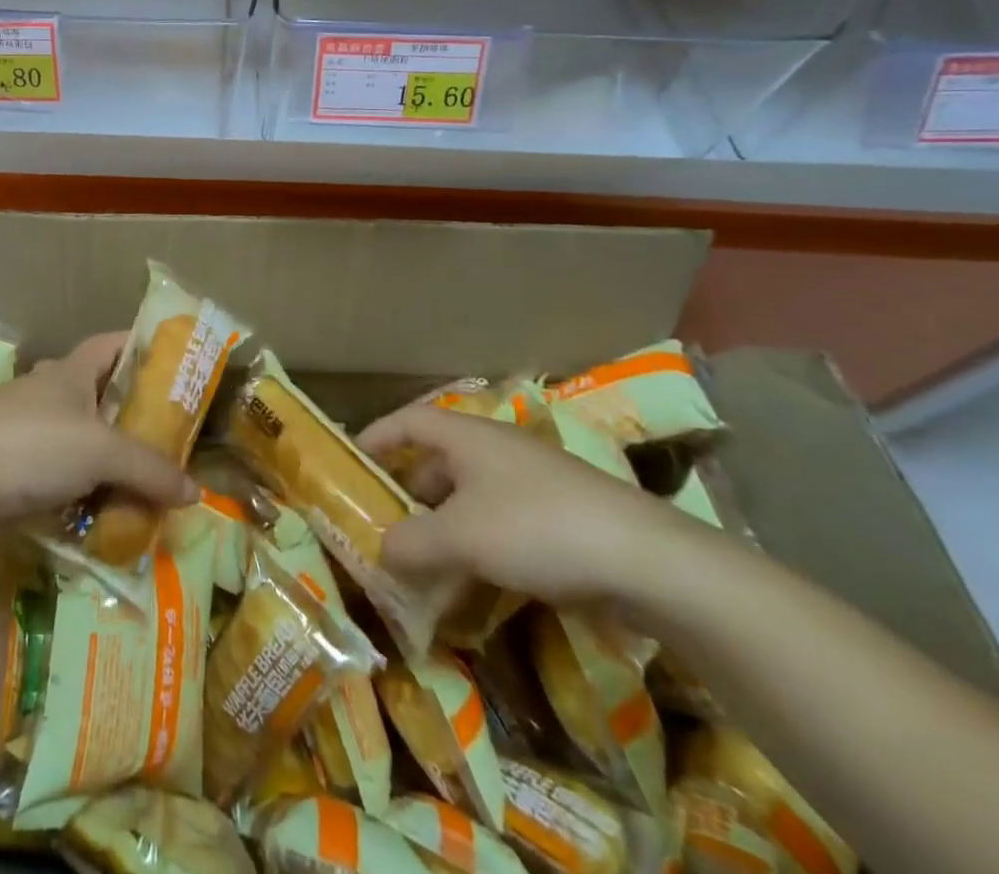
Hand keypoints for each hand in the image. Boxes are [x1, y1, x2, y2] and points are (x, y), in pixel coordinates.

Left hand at [0, 332, 197, 558]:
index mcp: (70, 372)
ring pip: (85, 444)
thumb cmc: (30, 445)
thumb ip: (150, 468)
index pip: (111, 344)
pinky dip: (89, 495)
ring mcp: (31, 436)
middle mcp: (51, 397)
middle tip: (175, 439)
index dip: (142, 347)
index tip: (177, 363)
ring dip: (113, 463)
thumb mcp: (101, 450)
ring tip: (152, 483)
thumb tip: (196, 492)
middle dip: (135, 416)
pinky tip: (113, 516)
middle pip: (102, 397)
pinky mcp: (18, 475)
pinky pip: (67, 481)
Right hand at [357, 400, 693, 607]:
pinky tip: (476, 579)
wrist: (647, 559)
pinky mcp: (559, 514)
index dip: (377, 436)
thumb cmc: (536, 528)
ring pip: (469, 495)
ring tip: (424, 562)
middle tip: (385, 526)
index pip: (408, 420)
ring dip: (443, 524)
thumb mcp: (461, 538)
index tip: (351, 462)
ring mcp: (531, 481)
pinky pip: (500, 520)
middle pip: (437, 460)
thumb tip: (381, 550)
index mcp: (468, 436)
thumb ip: (412, 543)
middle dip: (408, 492)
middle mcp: (496, 449)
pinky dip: (477, 542)